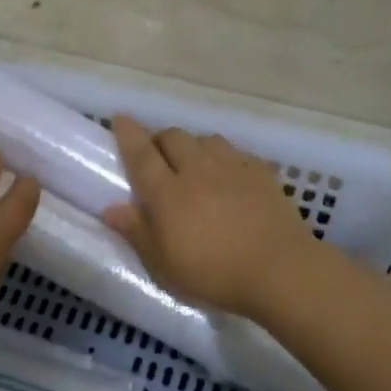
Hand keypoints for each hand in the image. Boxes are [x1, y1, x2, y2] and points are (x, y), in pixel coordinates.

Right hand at [102, 116, 315, 318]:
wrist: (279, 270)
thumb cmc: (212, 272)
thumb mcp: (163, 262)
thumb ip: (136, 231)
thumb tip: (111, 208)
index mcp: (167, 191)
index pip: (141, 153)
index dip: (128, 134)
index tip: (120, 118)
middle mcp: (197, 169)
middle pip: (173, 137)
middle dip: (160, 139)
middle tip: (156, 157)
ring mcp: (232, 167)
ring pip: (206, 139)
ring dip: (193, 145)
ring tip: (193, 163)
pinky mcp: (262, 173)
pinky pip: (236, 153)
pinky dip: (224, 157)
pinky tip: (228, 174)